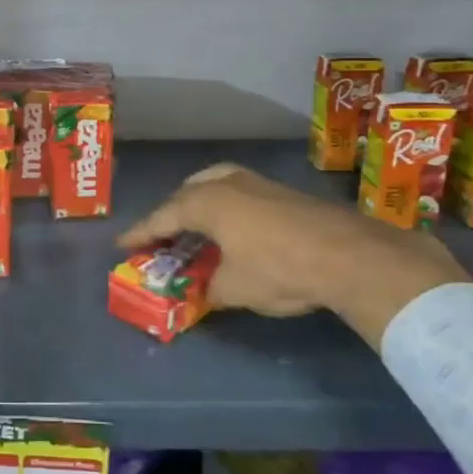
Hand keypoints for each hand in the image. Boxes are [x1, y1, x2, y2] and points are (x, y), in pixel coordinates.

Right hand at [118, 163, 468, 348]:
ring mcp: (256, 182)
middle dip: (170, 213)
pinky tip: (233, 224)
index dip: (141, 233)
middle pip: (186, 194)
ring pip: (214, 184)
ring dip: (199, 202)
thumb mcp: (235, 289)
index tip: (123, 244)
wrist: (349, 255)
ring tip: (195, 222)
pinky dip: (225, 204)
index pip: (162, 217)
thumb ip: (211, 289)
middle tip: (161, 234)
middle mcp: (226, 184)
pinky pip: (237, 191)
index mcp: (205, 203)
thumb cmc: (279, 269)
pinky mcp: (281, 190)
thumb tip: (205, 291)